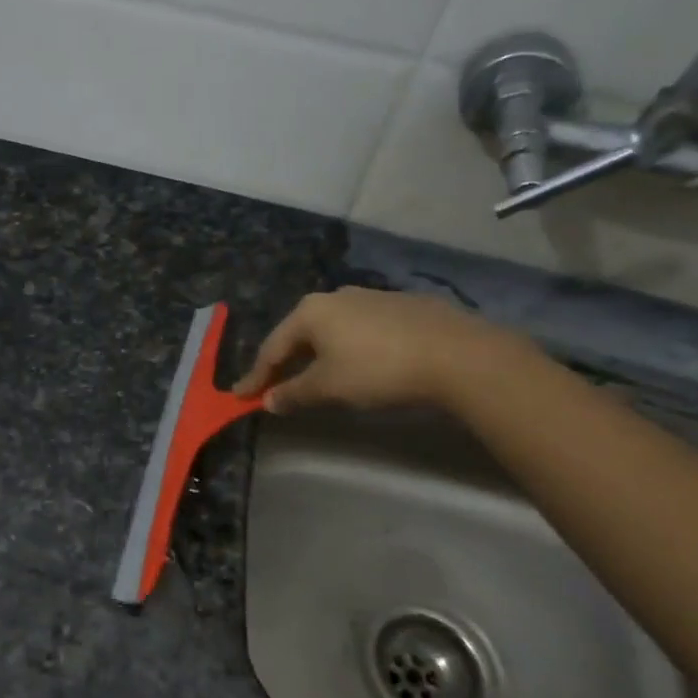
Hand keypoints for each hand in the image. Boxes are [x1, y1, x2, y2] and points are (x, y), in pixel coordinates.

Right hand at [233, 287, 519, 413]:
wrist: (457, 354)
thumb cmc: (378, 369)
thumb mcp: (329, 388)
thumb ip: (294, 394)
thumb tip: (269, 401)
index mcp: (310, 312)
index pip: (272, 348)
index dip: (256, 376)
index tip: (240, 396)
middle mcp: (336, 296)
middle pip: (300, 334)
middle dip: (285, 362)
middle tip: (274, 386)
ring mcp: (371, 297)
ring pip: (331, 330)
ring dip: (317, 355)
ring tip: (314, 376)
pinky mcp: (401, 306)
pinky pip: (360, 330)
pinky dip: (347, 348)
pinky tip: (358, 364)